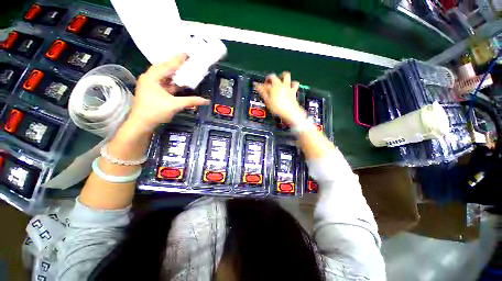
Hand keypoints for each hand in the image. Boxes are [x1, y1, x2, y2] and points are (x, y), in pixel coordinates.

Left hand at [126, 53, 209, 132]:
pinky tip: (181, 82)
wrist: (142, 123)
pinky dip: (174, 83)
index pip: (167, 65)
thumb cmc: (155, 111)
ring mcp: (152, 85)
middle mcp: (150, 78)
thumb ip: (191, 101)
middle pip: (165, 68)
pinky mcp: (154, 91)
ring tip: (186, 69)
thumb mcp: (175, 105)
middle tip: (187, 60)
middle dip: (176, 65)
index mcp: (152, 77)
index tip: (187, 53)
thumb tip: (206, 101)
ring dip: (175, 74)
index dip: (178, 60)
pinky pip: (166, 84)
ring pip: (165, 76)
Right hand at [255, 72, 306, 126]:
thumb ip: (262, 92)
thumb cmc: (277, 107)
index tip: (260, 86)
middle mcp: (281, 84)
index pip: (267, 80)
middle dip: (272, 77)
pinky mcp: (293, 91)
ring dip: (283, 76)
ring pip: (287, 76)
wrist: (289, 111)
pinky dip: (293, 83)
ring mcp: (288, 87)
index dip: (263, 82)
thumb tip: (257, 86)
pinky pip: (295, 84)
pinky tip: (291, 85)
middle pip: (275, 76)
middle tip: (269, 83)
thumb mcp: (267, 100)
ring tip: (280, 80)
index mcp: (274, 86)